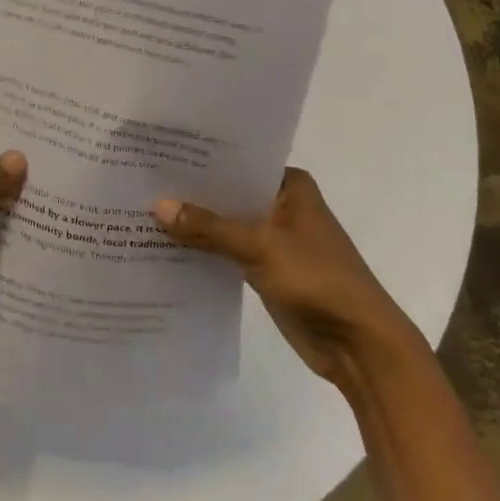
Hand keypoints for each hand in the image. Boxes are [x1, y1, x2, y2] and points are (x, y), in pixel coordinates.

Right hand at [154, 169, 415, 386]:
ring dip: (193, 225)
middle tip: (139, 182)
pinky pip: (226, 252)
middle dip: (190, 194)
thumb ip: (208, 227)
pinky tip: (163, 247)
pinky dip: (202, 251)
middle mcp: (281, 206)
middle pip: (227, 194)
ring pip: (224, 225)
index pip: (236, 162)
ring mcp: (273, 239)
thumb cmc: (318, 280)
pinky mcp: (265, 270)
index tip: (157, 154)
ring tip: (140, 211)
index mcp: (290, 187)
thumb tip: (157, 205)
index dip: (199, 160)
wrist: (360, 346)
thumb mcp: (260, 247)